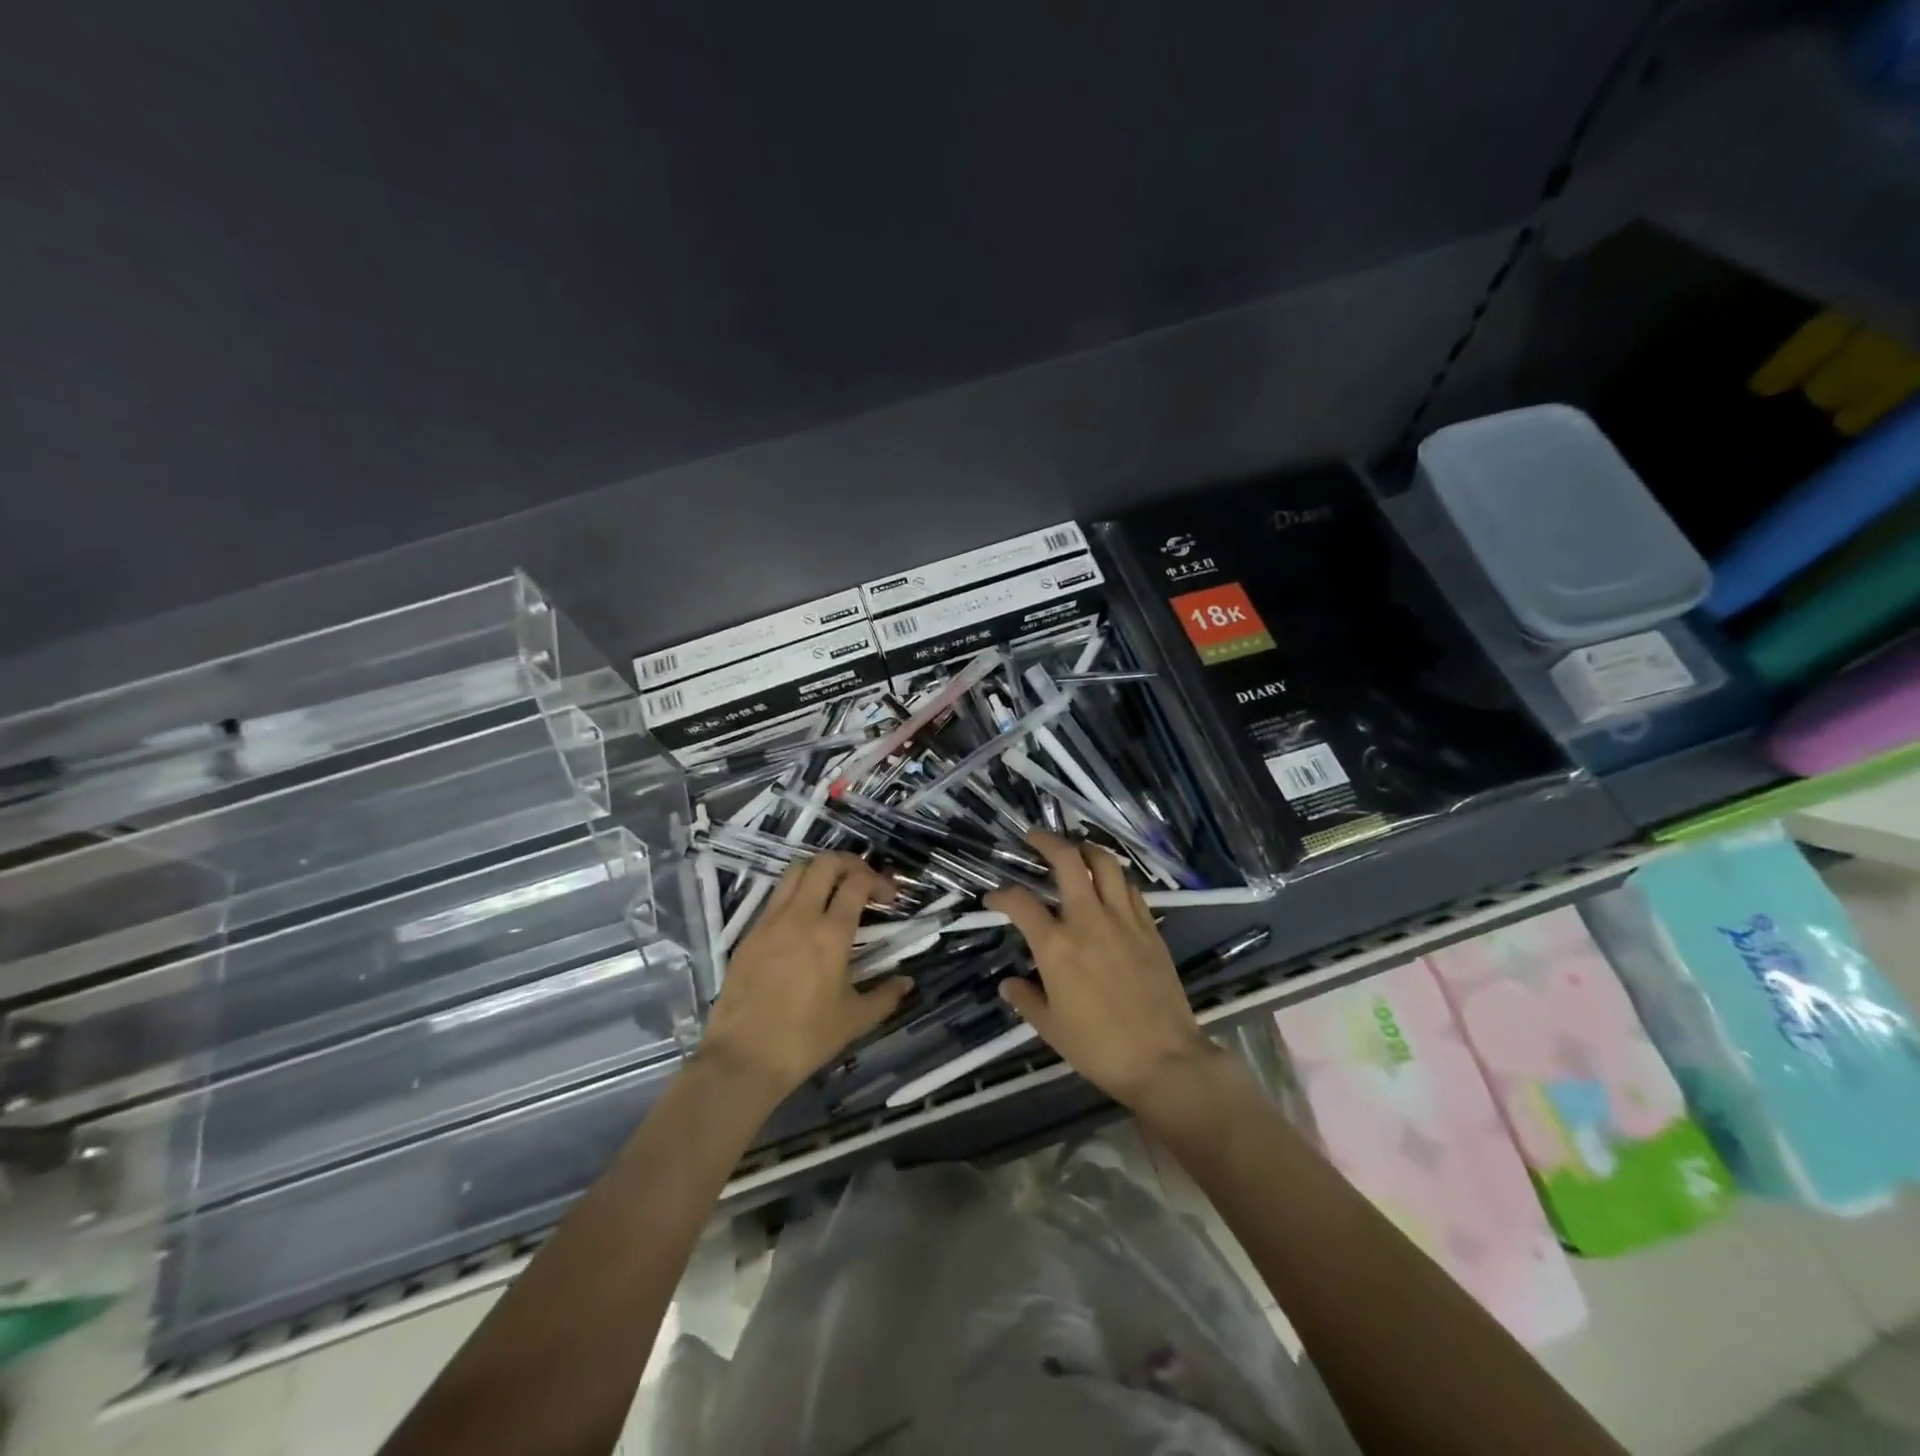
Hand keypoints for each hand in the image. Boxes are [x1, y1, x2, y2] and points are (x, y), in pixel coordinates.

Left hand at [697, 853, 911, 1103]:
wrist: (743, 1058)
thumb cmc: (805, 1039)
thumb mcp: (854, 1020)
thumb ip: (885, 997)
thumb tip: (907, 982)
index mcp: (831, 934)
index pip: (857, 883)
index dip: (878, 881)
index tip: (889, 898)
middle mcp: (800, 916)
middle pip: (825, 863)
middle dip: (850, 864)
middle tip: (863, 883)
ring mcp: (770, 921)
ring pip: (796, 871)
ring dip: (820, 871)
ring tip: (833, 890)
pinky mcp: (749, 933)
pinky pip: (775, 896)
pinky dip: (796, 892)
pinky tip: (804, 917)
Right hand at [985, 831, 1216, 1110]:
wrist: (1164, 1059)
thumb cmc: (1099, 1047)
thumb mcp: (1051, 1029)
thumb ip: (1026, 999)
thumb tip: (1008, 984)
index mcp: (1056, 946)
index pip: (1020, 904)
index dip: (1001, 896)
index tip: (993, 899)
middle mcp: (1088, 920)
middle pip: (1068, 861)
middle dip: (1047, 842)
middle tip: (1034, 837)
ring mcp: (1123, 920)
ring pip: (1106, 864)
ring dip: (1086, 849)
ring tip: (1075, 849)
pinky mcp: (1149, 928)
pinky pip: (1130, 888)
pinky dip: (1115, 877)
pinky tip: (1109, 884)